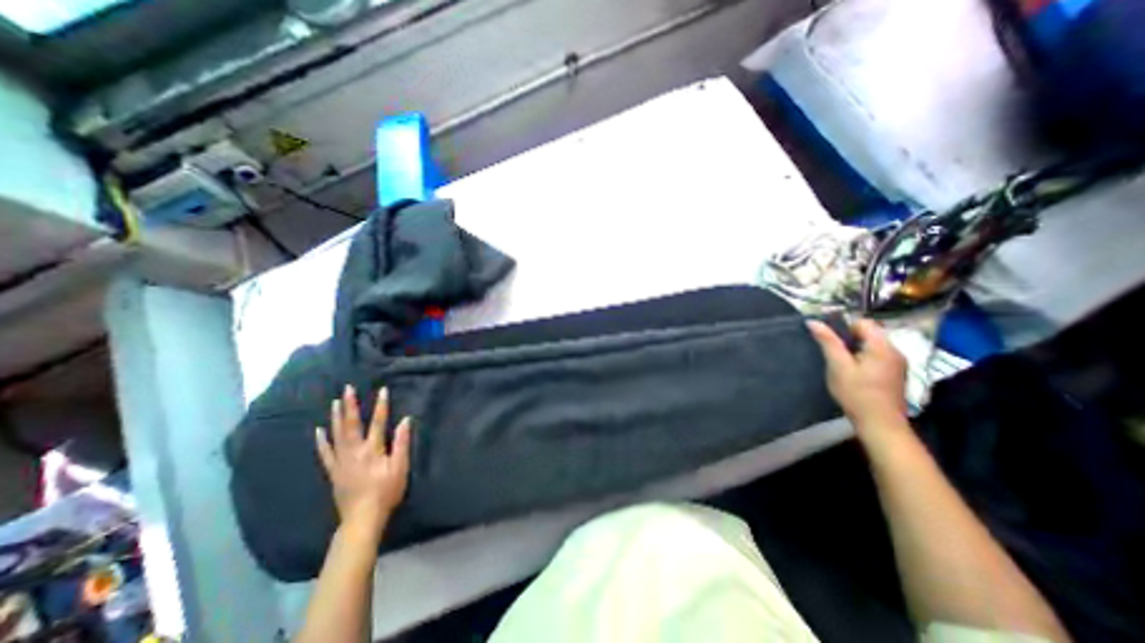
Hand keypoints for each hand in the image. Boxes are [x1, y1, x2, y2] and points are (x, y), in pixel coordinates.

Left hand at [314, 387, 413, 536]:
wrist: (362, 519)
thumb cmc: (386, 492)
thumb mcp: (400, 467)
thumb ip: (401, 443)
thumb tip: (405, 420)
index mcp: (372, 449)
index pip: (378, 422)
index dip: (381, 405)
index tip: (382, 390)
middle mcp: (354, 451)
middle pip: (351, 424)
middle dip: (350, 405)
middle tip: (347, 389)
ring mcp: (341, 461)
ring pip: (337, 435)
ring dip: (336, 417)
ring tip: (335, 402)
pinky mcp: (333, 472)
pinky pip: (325, 453)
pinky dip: (322, 441)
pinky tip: (318, 431)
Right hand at [809, 320, 907, 432]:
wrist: (880, 424)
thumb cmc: (857, 393)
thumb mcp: (838, 366)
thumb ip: (828, 342)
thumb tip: (813, 321)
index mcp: (882, 346)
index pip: (863, 322)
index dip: (843, 327)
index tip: (829, 341)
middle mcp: (895, 351)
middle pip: (869, 333)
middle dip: (848, 339)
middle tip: (832, 354)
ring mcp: (897, 363)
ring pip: (872, 345)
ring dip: (854, 350)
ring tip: (841, 364)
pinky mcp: (895, 374)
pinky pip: (876, 356)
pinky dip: (863, 359)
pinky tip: (853, 373)